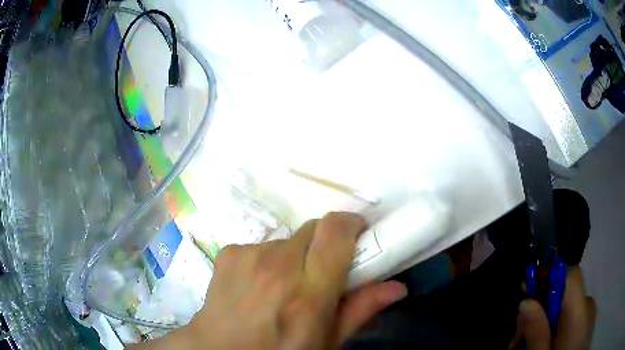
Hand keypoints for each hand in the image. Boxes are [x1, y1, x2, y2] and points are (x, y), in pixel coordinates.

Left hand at [148, 212, 406, 349]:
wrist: (220, 349)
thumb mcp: (326, 341)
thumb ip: (361, 310)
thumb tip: (398, 287)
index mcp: (308, 293)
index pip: (335, 232)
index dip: (351, 224)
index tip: (358, 234)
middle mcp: (278, 267)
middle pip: (314, 228)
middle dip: (325, 242)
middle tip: (323, 268)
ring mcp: (249, 256)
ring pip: (288, 239)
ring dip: (296, 255)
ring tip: (286, 285)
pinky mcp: (230, 253)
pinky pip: (261, 246)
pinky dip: (269, 260)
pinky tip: (259, 285)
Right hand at [508, 267, 595, 349]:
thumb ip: (537, 333)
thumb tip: (525, 302)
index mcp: (580, 314)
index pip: (571, 276)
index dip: (550, 276)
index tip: (526, 290)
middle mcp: (587, 307)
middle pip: (563, 294)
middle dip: (539, 310)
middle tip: (517, 339)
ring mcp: (588, 313)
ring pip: (564, 306)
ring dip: (544, 321)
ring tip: (525, 345)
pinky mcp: (585, 320)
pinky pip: (569, 315)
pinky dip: (553, 325)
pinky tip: (542, 343)